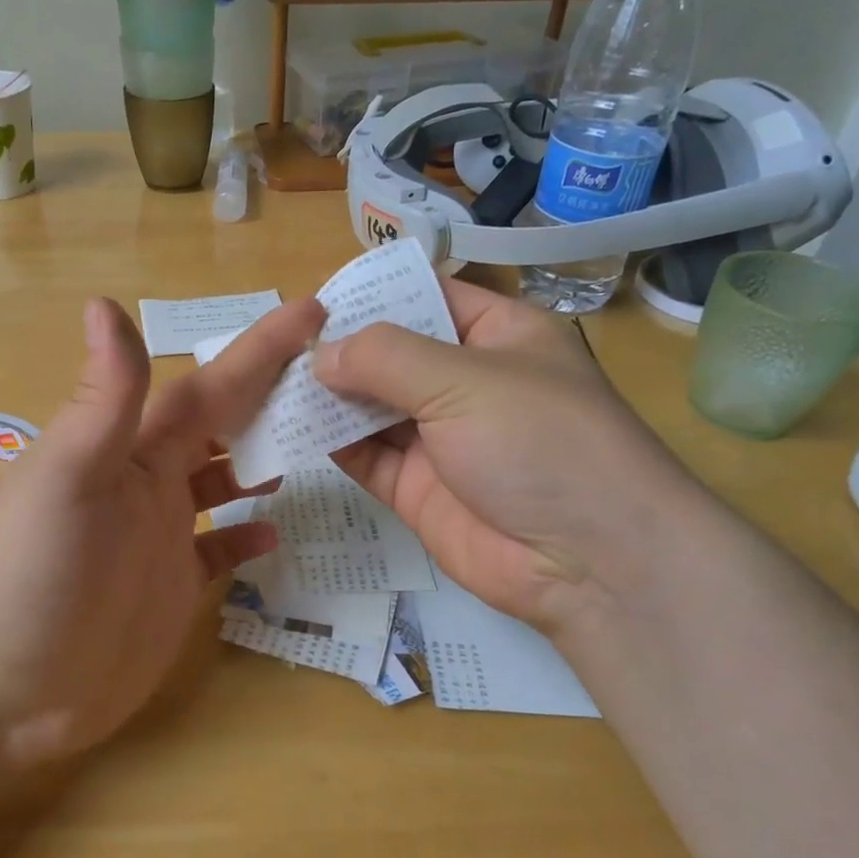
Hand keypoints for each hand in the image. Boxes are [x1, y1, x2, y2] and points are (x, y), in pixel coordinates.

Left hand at [0, 296, 323, 769]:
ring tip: (317, 446)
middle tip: (334, 378)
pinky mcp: (169, 589)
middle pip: (221, 426)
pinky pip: (218, 550)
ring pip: (223, 481)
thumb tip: (105, 302)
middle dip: (271, 395)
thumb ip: (102, 401)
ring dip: (263, 459)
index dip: (259, 350)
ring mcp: (160, 537)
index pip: (208, 388)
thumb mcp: (65, 481)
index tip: (313, 312)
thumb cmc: (28, 578)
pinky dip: (246, 536)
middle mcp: (149, 484)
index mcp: (130, 450)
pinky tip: (275, 533)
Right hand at [312, 279, 703, 635]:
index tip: (312, 298)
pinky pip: (364, 455)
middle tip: (275, 344)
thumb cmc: (539, 442)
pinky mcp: (416, 487)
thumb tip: (320, 353)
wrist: (588, 563)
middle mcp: (465, 381)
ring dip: (326, 395)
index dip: (374, 294)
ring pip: (370, 406)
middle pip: (390, 354)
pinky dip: (329, 442)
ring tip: (270, 381)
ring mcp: (439, 437)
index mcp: (496, 336)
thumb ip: (385, 357)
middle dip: (339, 349)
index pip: (427, 296)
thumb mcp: (464, 379)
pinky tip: (288, 426)